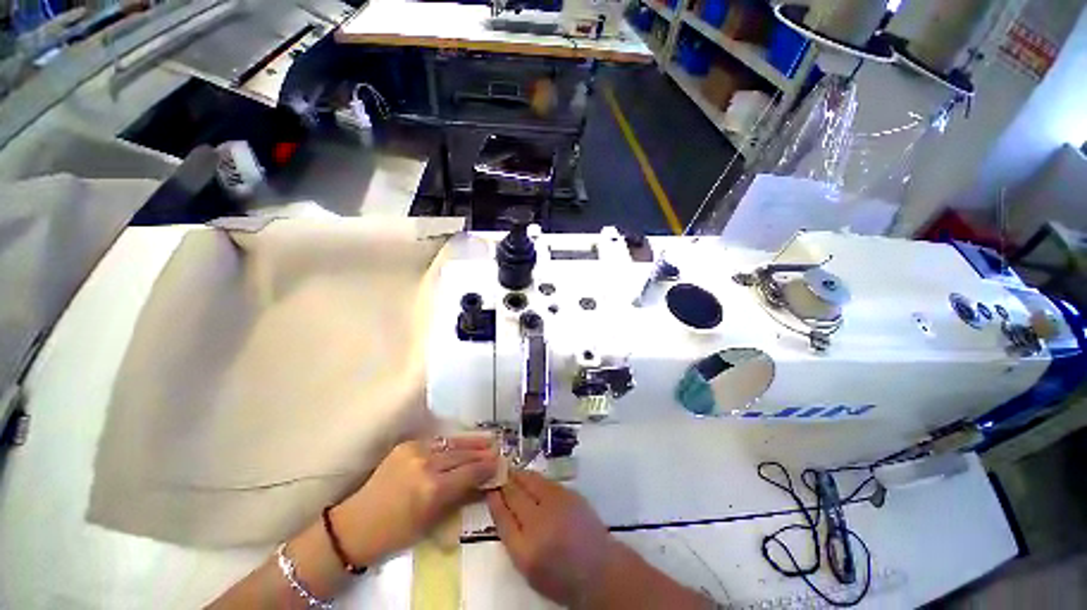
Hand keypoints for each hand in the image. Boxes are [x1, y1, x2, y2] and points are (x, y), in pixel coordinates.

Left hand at [333, 436, 497, 564]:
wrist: (356, 526)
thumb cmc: (396, 534)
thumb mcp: (432, 522)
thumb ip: (460, 498)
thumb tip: (483, 485)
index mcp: (434, 489)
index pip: (470, 472)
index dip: (487, 468)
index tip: (500, 464)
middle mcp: (427, 464)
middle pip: (463, 454)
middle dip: (482, 453)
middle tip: (497, 450)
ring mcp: (415, 451)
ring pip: (452, 443)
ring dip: (470, 443)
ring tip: (486, 441)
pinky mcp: (406, 445)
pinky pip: (436, 441)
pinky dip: (452, 443)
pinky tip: (461, 443)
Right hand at [486, 471, 613, 606]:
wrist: (598, 569)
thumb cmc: (559, 575)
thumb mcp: (528, 567)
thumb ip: (512, 538)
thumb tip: (501, 507)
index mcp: (525, 549)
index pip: (502, 518)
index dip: (494, 500)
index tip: (488, 488)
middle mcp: (539, 523)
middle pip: (515, 495)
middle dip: (504, 482)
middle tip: (496, 473)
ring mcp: (556, 504)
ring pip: (530, 481)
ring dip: (518, 475)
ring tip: (510, 471)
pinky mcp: (569, 493)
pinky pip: (546, 481)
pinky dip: (534, 478)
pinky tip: (530, 477)